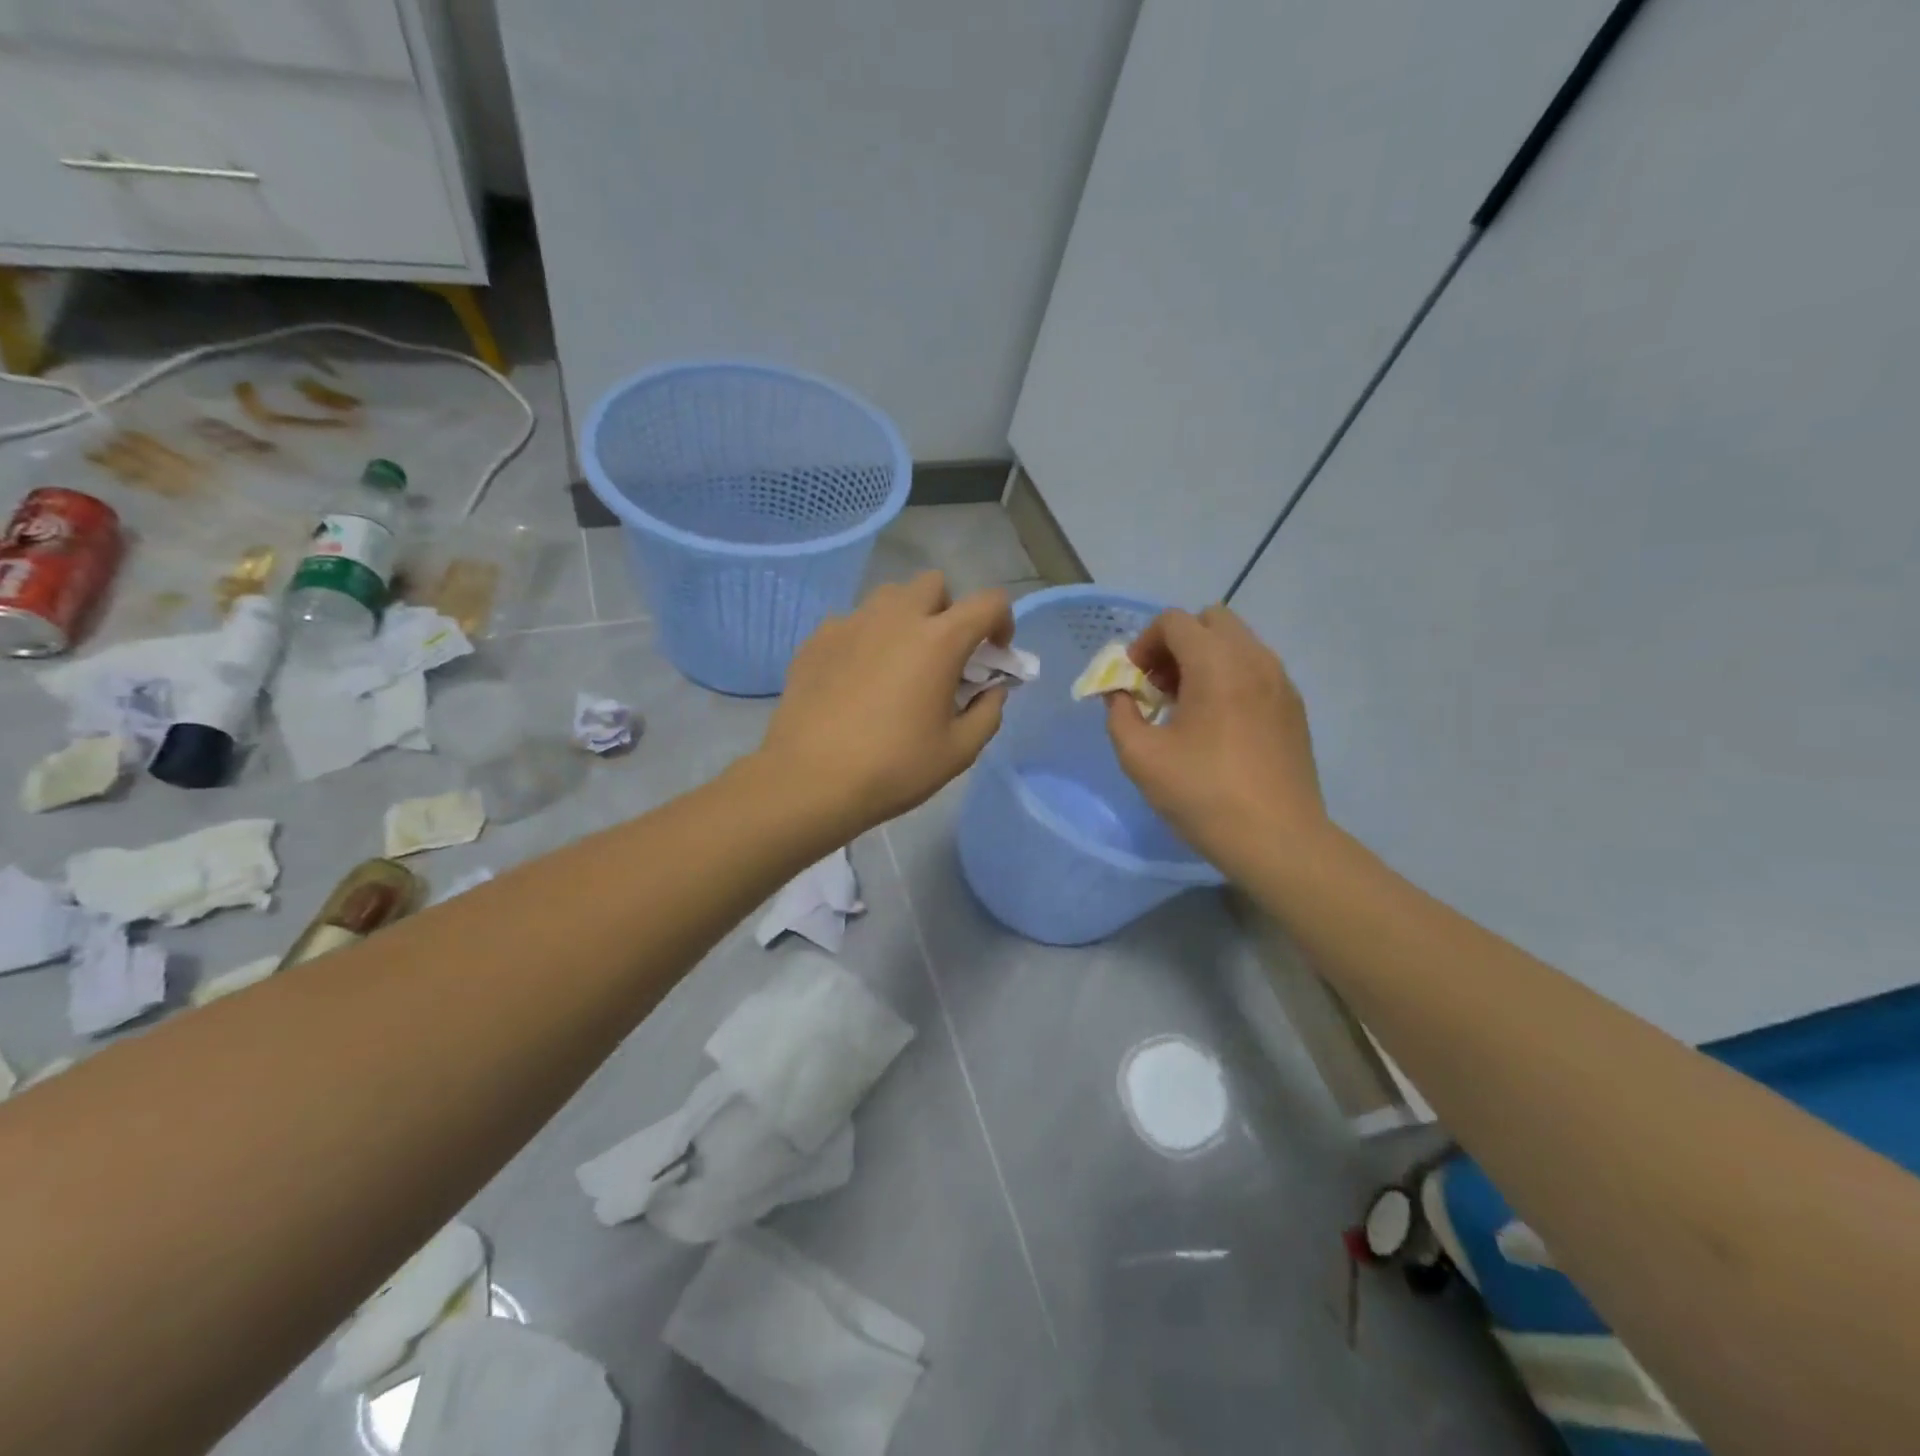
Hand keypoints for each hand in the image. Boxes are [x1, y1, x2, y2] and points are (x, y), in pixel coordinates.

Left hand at [760, 572, 1014, 833]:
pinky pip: (852, 623)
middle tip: (943, 656)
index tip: (993, 655)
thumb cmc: (894, 768)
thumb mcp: (959, 751)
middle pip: (934, 584)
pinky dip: (866, 640)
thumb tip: (991, 690)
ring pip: (889, 598)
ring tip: (898, 664)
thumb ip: (988, 713)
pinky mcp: (817, 639)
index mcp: (939, 640)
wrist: (810, 780)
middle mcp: (895, 617)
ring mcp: (850, 623)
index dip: (1002, 622)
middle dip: (949, 611)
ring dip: (905, 619)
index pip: (989, 602)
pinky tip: (857, 680)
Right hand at [1104, 605, 1329, 873]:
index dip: (1143, 644)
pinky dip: (1230, 678)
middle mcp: (1255, 659)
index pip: (1174, 621)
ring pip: (1237, 643)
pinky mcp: (1293, 707)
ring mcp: (1281, 682)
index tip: (1134, 681)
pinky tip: (1218, 725)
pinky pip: (1256, 669)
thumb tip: (1120, 695)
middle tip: (1160, 686)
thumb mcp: (1141, 757)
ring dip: (1204, 659)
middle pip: (1211, 620)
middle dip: (1177, 644)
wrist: (1278, 839)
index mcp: (1217, 664)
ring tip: (1187, 707)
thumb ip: (1119, 714)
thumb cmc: (1203, 794)